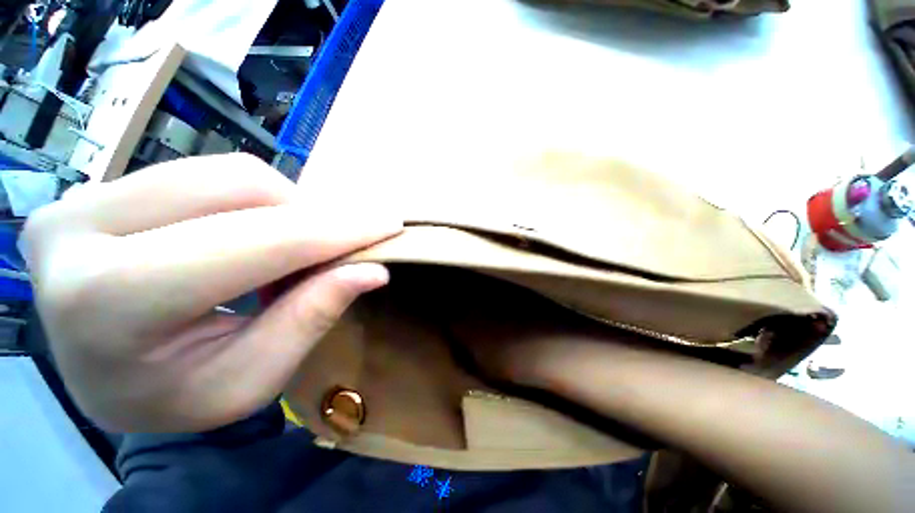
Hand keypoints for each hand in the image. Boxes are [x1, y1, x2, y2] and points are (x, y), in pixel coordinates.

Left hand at [21, 154, 401, 432]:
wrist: (97, 379)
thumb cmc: (169, 398)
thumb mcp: (247, 381)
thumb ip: (309, 319)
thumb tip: (372, 271)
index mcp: (108, 302)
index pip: (256, 243)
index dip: (337, 231)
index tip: (390, 224)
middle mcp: (77, 230)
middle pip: (239, 188)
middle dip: (311, 217)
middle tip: (339, 249)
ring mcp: (79, 198)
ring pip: (225, 171)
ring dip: (285, 208)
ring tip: (292, 250)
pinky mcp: (93, 187)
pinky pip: (203, 173)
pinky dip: (255, 202)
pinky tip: (256, 236)